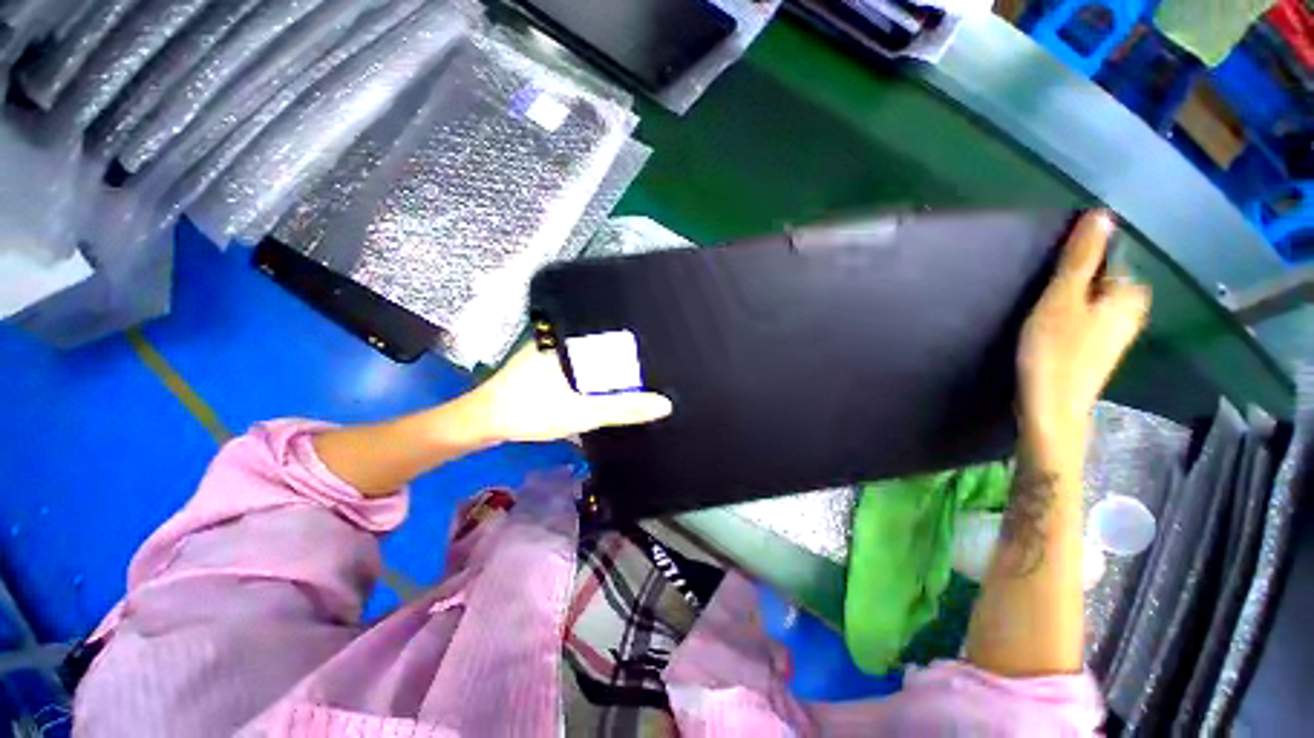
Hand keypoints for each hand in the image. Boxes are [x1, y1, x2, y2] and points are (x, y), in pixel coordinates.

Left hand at [461, 343, 673, 443]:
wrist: (484, 422)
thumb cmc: (532, 411)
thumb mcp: (583, 413)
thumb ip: (623, 408)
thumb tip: (664, 405)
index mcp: (574, 339)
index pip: (617, 331)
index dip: (641, 340)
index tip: (662, 349)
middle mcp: (564, 338)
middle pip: (608, 342)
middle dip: (629, 354)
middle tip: (657, 365)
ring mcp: (553, 350)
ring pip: (593, 354)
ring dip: (612, 364)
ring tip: (640, 372)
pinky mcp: (546, 364)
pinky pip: (581, 363)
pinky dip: (596, 372)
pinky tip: (607, 382)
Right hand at [1018, 211, 1150, 447]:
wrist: (1052, 408)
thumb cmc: (1055, 351)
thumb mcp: (1063, 299)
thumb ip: (1081, 259)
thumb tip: (1101, 215)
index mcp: (1128, 294)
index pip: (1111, 257)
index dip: (1080, 259)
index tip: (1050, 274)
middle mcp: (1131, 311)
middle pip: (1103, 279)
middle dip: (1076, 279)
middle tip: (1043, 293)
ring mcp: (1117, 333)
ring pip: (1094, 300)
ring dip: (1071, 298)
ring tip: (1042, 312)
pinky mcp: (1099, 349)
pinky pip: (1089, 318)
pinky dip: (1071, 316)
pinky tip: (1050, 329)